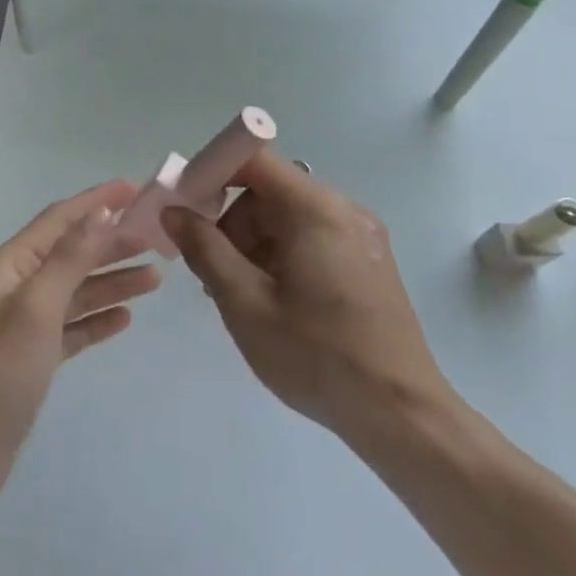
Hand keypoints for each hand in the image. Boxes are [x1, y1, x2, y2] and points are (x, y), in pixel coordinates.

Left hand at [0, 181, 158, 502]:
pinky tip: (124, 318)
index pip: (60, 220)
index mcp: (11, 265)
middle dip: (112, 243)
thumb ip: (71, 258)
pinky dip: (96, 319)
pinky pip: (71, 326)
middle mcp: (16, 286)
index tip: (136, 190)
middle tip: (157, 239)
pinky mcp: (32, 357)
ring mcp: (23, 323)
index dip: (96, 202)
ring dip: (111, 281)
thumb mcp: (37, 306)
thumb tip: (101, 211)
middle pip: (71, 253)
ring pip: (75, 290)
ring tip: (154, 277)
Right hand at [163, 153, 449, 443]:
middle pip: (270, 191)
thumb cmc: (316, 354)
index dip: (212, 175)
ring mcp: (361, 235)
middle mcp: (343, 209)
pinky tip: (276, 301)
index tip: (187, 213)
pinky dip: (283, 255)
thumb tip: (174, 212)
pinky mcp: (370, 260)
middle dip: (233, 223)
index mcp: (315, 209)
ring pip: (289, 217)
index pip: (253, 161)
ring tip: (245, 297)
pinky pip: (313, 238)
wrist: (401, 414)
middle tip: (215, 273)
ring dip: (256, 244)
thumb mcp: (245, 303)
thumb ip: (204, 249)